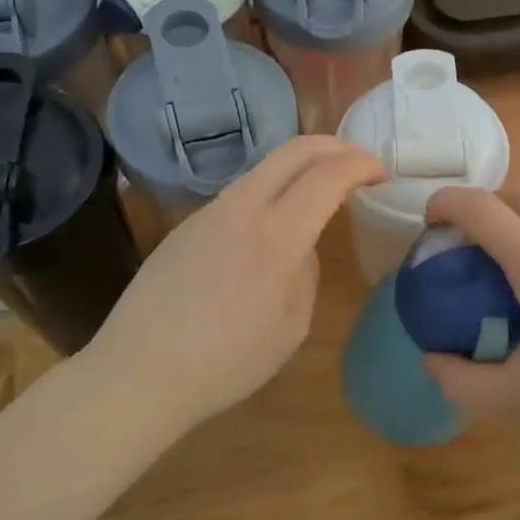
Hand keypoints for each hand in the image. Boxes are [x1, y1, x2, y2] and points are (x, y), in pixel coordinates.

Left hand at [85, 136, 385, 433]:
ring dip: (300, 168)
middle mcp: (241, 208)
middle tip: (358, 163)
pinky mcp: (186, 225)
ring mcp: (208, 212)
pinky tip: (271, 227)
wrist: (139, 372)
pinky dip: (271, 193)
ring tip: (319, 192)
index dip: (360, 165)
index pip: (328, 176)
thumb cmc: (226, 362)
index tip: (380, 174)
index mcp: (276, 236)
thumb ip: (305, 274)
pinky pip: (240, 195)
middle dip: (334, 147)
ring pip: (264, 169)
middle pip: (293, 150)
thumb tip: (300, 248)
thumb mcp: (290, 328)